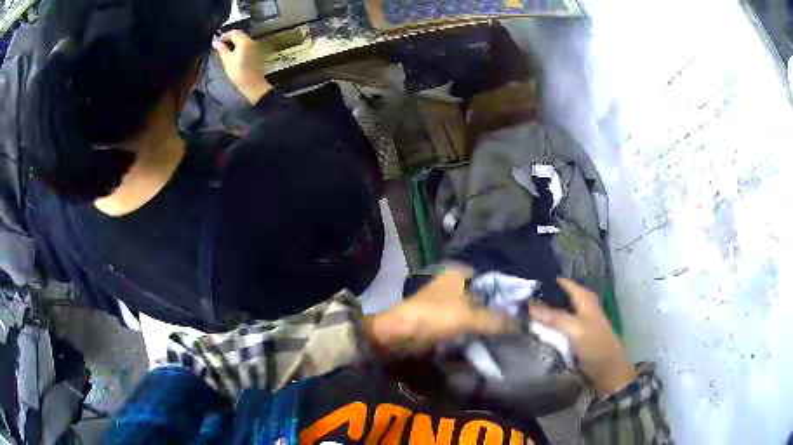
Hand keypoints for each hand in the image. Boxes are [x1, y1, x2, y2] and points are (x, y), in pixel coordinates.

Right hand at [213, 30, 272, 104]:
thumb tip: (215, 42)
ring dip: (233, 42)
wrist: (253, 84)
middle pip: (239, 34)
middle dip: (229, 38)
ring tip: (224, 49)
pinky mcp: (255, 53)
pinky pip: (246, 45)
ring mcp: (254, 47)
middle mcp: (251, 42)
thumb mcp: (227, 61)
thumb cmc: (239, 73)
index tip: (217, 41)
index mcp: (244, 42)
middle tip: (219, 45)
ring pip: (243, 39)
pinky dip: (238, 46)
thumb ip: (222, 49)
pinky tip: (232, 53)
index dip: (224, 35)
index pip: (234, 32)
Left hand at [363, 270, 512, 353]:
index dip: (511, 293)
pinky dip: (478, 328)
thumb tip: (523, 324)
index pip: (494, 279)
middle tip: (521, 321)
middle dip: (501, 308)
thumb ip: (497, 320)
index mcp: (461, 274)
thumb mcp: (470, 317)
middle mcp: (456, 283)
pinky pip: (467, 321)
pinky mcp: (444, 318)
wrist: (399, 335)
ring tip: (512, 330)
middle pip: (487, 296)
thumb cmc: (434, 317)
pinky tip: (492, 337)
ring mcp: (449, 301)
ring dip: (490, 320)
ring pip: (477, 309)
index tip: (526, 307)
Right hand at [529, 278, 636, 397]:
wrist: (606, 369)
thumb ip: (553, 317)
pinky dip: (547, 323)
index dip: (544, 282)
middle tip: (517, 300)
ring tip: (521, 312)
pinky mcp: (574, 333)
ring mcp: (577, 319)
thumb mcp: (574, 329)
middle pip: (557, 296)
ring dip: (542, 311)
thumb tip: (528, 306)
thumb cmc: (595, 345)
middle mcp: (580, 304)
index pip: (561, 282)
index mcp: (583, 297)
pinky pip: (557, 323)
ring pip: (556, 309)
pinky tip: (534, 326)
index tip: (522, 284)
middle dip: (540, 297)